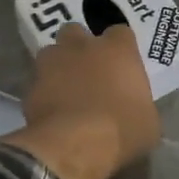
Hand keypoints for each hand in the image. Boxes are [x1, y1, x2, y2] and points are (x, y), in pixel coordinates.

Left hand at [4, 24, 160, 178]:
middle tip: (88, 70)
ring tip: (65, 89)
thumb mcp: (148, 123)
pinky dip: (44, 93)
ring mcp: (52, 63)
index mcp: (118, 50)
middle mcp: (82, 47)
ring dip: (57, 66)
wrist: (75, 146)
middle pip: (77, 31)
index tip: (122, 65)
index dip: (120, 48)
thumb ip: (140, 106)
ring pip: (51, 53)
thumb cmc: (122, 131)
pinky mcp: (30, 87)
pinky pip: (37, 83)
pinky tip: (52, 113)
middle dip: (80, 46)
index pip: (120, 32)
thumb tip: (137, 111)